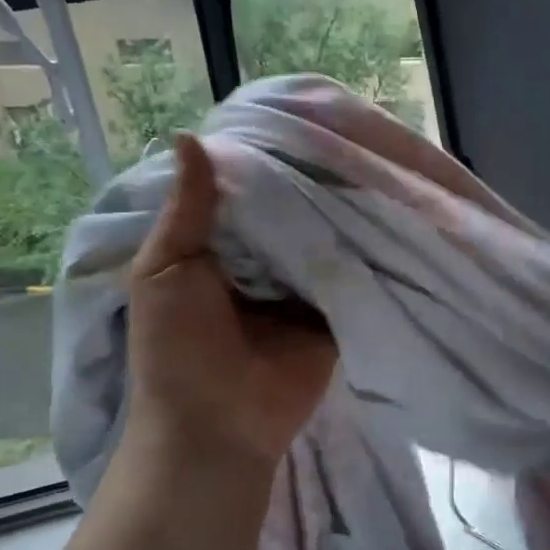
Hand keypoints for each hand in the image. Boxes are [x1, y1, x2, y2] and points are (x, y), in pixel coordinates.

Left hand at [125, 133, 337, 470]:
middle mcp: (261, 265)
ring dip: (338, 213)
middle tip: (343, 132)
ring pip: (322, 240)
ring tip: (369, 160)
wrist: (217, 428)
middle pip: (288, 214)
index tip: (291, 121)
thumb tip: (188, 136)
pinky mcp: (333, 315)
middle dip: (307, 185)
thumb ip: (185, 209)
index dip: (260, 163)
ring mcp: (300, 290)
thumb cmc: (176, 349)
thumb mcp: (164, 269)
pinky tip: (385, 210)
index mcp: (217, 252)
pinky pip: (349, 276)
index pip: (243, 195)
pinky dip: (361, 251)